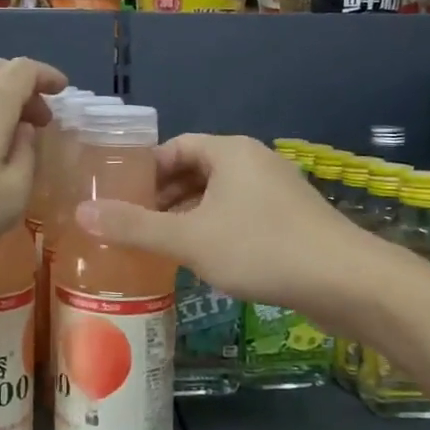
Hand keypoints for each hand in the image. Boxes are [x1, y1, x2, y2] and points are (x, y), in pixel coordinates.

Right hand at [75, 133, 369, 305]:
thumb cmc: (262, 249)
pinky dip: (215, 229)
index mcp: (229, 151)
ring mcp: (276, 190)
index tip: (120, 197)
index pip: (175, 147)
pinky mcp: (292, 219)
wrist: (349, 282)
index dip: (145, 170)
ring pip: (218, 195)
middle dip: (163, 197)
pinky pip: (240, 214)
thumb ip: (134, 226)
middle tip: (133, 225)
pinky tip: (204, 260)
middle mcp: (253, 161)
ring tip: (161, 245)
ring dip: (188, 216)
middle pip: (196, 170)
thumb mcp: (189, 239)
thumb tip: (81, 213)